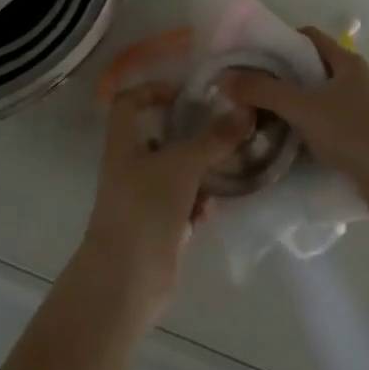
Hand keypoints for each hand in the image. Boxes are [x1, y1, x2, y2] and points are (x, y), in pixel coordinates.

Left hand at [81, 81, 251, 305]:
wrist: (126, 278)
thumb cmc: (145, 208)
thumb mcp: (183, 165)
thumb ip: (214, 139)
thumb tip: (245, 110)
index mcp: (123, 144)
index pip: (127, 103)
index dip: (151, 91)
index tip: (185, 94)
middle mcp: (129, 168)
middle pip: (158, 139)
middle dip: (190, 136)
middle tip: (222, 131)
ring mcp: (143, 200)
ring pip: (175, 174)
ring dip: (199, 172)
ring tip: (227, 169)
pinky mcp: (158, 228)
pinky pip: (182, 206)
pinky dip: (197, 205)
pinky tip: (211, 210)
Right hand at [219, 27, 368, 236]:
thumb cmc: (355, 132)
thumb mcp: (303, 107)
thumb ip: (262, 91)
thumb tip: (222, 77)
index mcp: (345, 62)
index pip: (307, 37)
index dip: (278, 41)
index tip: (249, 56)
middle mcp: (353, 81)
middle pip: (308, 69)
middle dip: (276, 77)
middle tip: (243, 90)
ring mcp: (357, 112)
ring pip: (314, 101)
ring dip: (287, 108)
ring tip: (252, 118)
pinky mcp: (358, 141)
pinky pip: (322, 127)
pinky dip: (301, 131)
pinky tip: (279, 144)